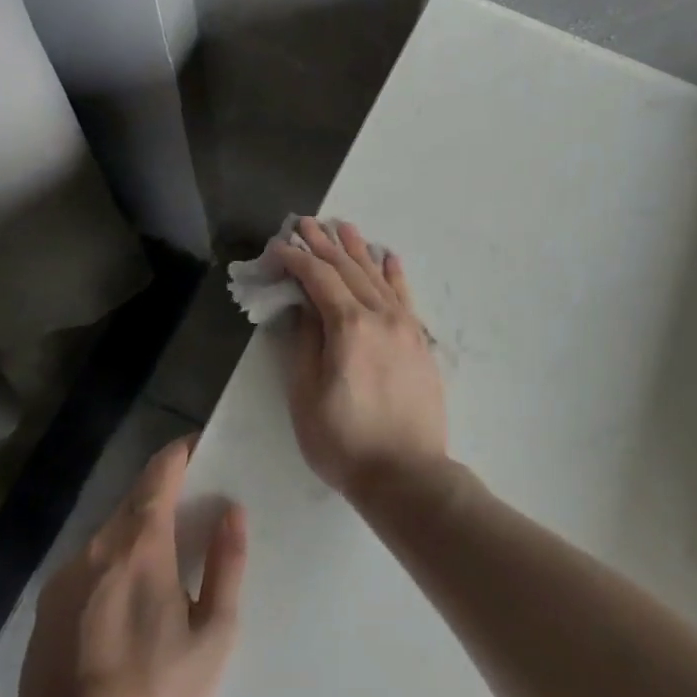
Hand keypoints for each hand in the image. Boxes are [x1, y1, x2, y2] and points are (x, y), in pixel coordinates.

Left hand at [18, 437, 246, 696]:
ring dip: (136, 534)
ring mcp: (66, 575)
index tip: (199, 446)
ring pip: (109, 535)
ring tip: (161, 564)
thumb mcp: (213, 634)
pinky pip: (88, 566)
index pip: (159, 473)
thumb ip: (227, 565)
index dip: (179, 453)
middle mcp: (98, 546)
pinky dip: (111, 565)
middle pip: (133, 501)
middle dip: (162, 495)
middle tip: (191, 511)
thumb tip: (233, 512)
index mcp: (141, 544)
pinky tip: (124, 605)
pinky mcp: (47, 605)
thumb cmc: (156, 691)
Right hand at [268, 219, 447, 497]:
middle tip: (304, 222)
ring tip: (342, 227)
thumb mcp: (306, 395)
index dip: (295, 259)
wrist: (407, 474)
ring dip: (357, 251)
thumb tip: (304, 308)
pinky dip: (393, 274)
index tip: (277, 247)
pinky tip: (387, 257)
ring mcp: (405, 326)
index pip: (318, 278)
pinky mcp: (419, 341)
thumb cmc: (345, 442)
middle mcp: (381, 315)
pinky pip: (405, 296)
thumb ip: (305, 343)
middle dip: (323, 245)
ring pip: (377, 277)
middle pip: (348, 270)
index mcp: (350, 326)